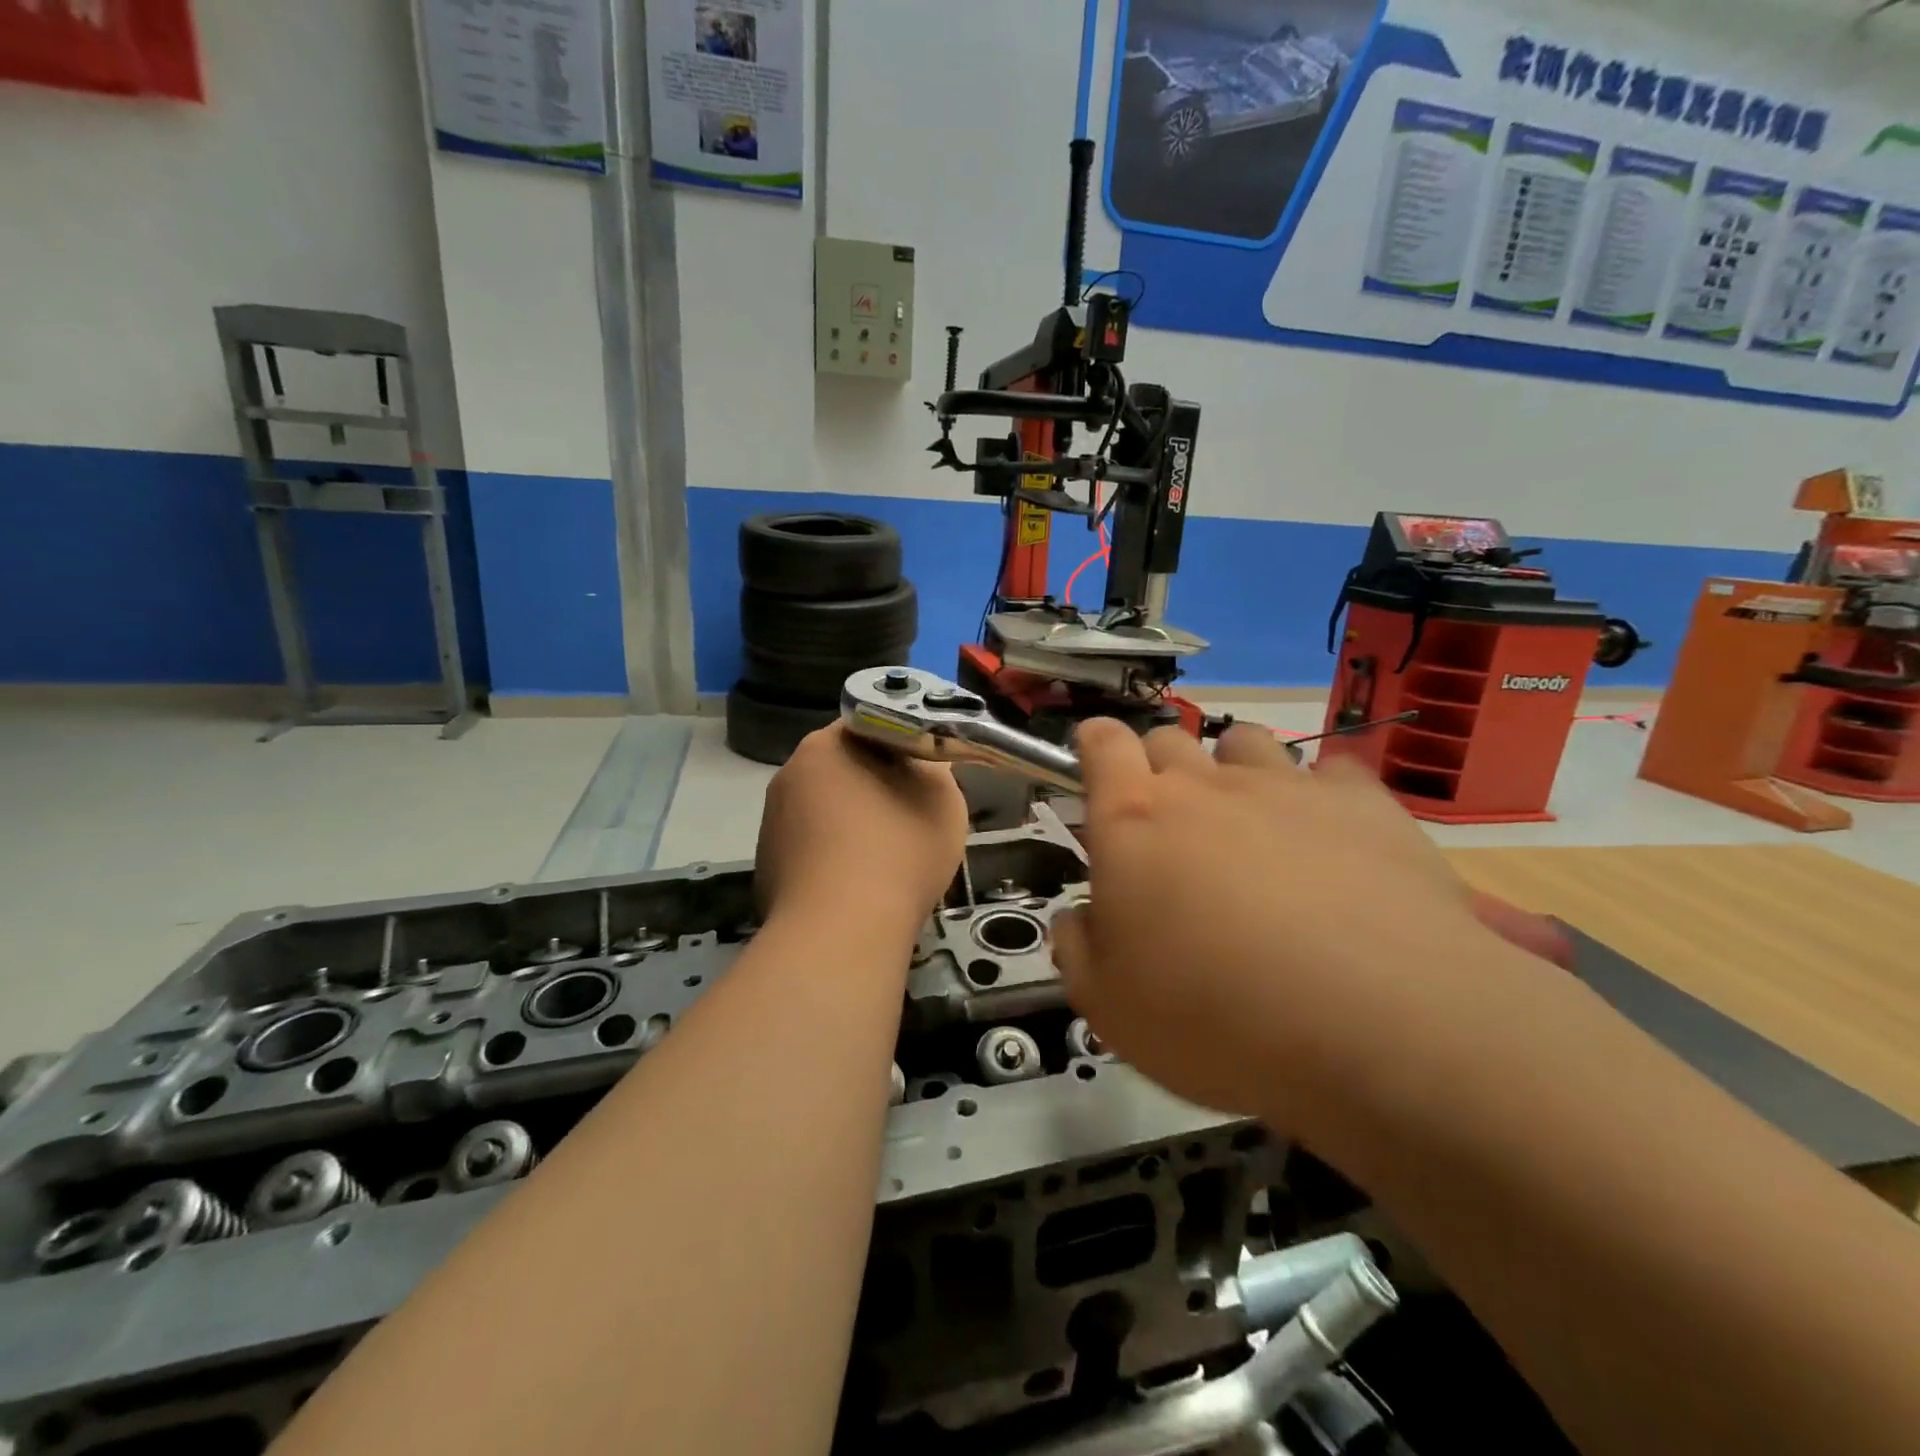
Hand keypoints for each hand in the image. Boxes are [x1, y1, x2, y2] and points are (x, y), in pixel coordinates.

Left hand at [755, 724, 968, 939]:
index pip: (866, 727)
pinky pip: (809, 851)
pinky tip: (855, 888)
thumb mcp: (942, 798)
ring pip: (823, 812)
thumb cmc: (897, 852)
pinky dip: (831, 860)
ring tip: (884, 859)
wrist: (841, 935)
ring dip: (850, 824)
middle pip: (841, 770)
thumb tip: (919, 762)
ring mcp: (770, 825)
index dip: (899, 745)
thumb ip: (933, 766)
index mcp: (824, 747)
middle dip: (873, 786)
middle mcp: (786, 777)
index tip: (921, 773)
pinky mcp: (766, 869)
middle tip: (908, 813)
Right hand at [1050, 720, 1567, 1125]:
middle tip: (1170, 825)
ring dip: (1233, 769)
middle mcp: (1204, 787)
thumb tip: (1080, 919)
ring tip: (1249, 824)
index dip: (1095, 742)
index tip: (1097, 758)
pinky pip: (1331, 772)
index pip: (1103, 744)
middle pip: (1169, 738)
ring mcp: (1286, 787)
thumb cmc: (1214, 1017)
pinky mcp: (1362, 803)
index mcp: (1133, 821)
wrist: (1376, 1027)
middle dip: (1158, 766)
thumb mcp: (1109, 1007)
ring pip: (1243, 741)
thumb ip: (1077, 950)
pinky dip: (1319, 795)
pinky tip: (1331, 840)